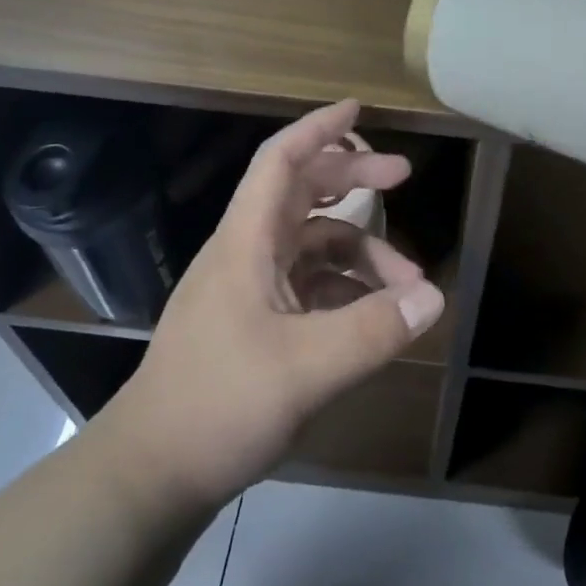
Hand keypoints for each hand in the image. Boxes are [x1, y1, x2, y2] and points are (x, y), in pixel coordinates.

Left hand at [100, 100, 444, 509]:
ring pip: (312, 246)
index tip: (358, 110)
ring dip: (361, 252)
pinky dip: (346, 290)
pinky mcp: (255, 325)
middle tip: (403, 176)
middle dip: (353, 180)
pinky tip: (375, 318)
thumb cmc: (218, 404)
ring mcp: (249, 291)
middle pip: (302, 194)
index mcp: (246, 243)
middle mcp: (246, 254)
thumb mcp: (306, 368)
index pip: (279, 161)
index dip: (318, 129)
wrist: (150, 475)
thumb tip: (434, 296)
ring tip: (408, 285)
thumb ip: (373, 329)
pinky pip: (310, 287)